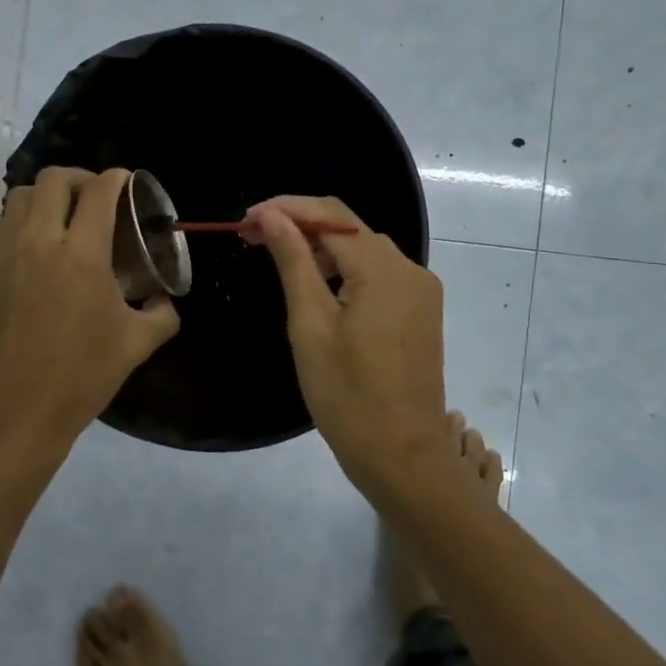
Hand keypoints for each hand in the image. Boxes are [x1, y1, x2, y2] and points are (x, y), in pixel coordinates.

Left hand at [0, 167, 180, 468]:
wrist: (14, 413)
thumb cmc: (79, 378)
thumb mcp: (135, 346)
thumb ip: (161, 315)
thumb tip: (165, 301)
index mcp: (81, 255)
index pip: (99, 193)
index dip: (117, 179)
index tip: (128, 183)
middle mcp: (40, 242)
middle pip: (55, 180)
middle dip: (81, 178)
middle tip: (99, 197)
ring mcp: (7, 254)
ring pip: (22, 195)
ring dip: (48, 194)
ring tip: (68, 216)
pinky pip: (3, 222)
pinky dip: (24, 216)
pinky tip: (41, 244)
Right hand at [245, 195, 446, 501]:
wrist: (402, 456)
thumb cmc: (347, 395)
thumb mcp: (310, 325)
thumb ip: (293, 261)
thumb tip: (271, 215)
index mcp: (384, 269)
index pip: (331, 215)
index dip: (285, 209)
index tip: (245, 221)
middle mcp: (409, 268)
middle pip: (349, 228)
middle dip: (300, 226)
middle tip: (252, 239)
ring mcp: (419, 290)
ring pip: (363, 250)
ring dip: (320, 248)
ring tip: (276, 259)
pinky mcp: (419, 311)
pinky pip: (377, 274)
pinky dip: (344, 271)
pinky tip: (316, 285)